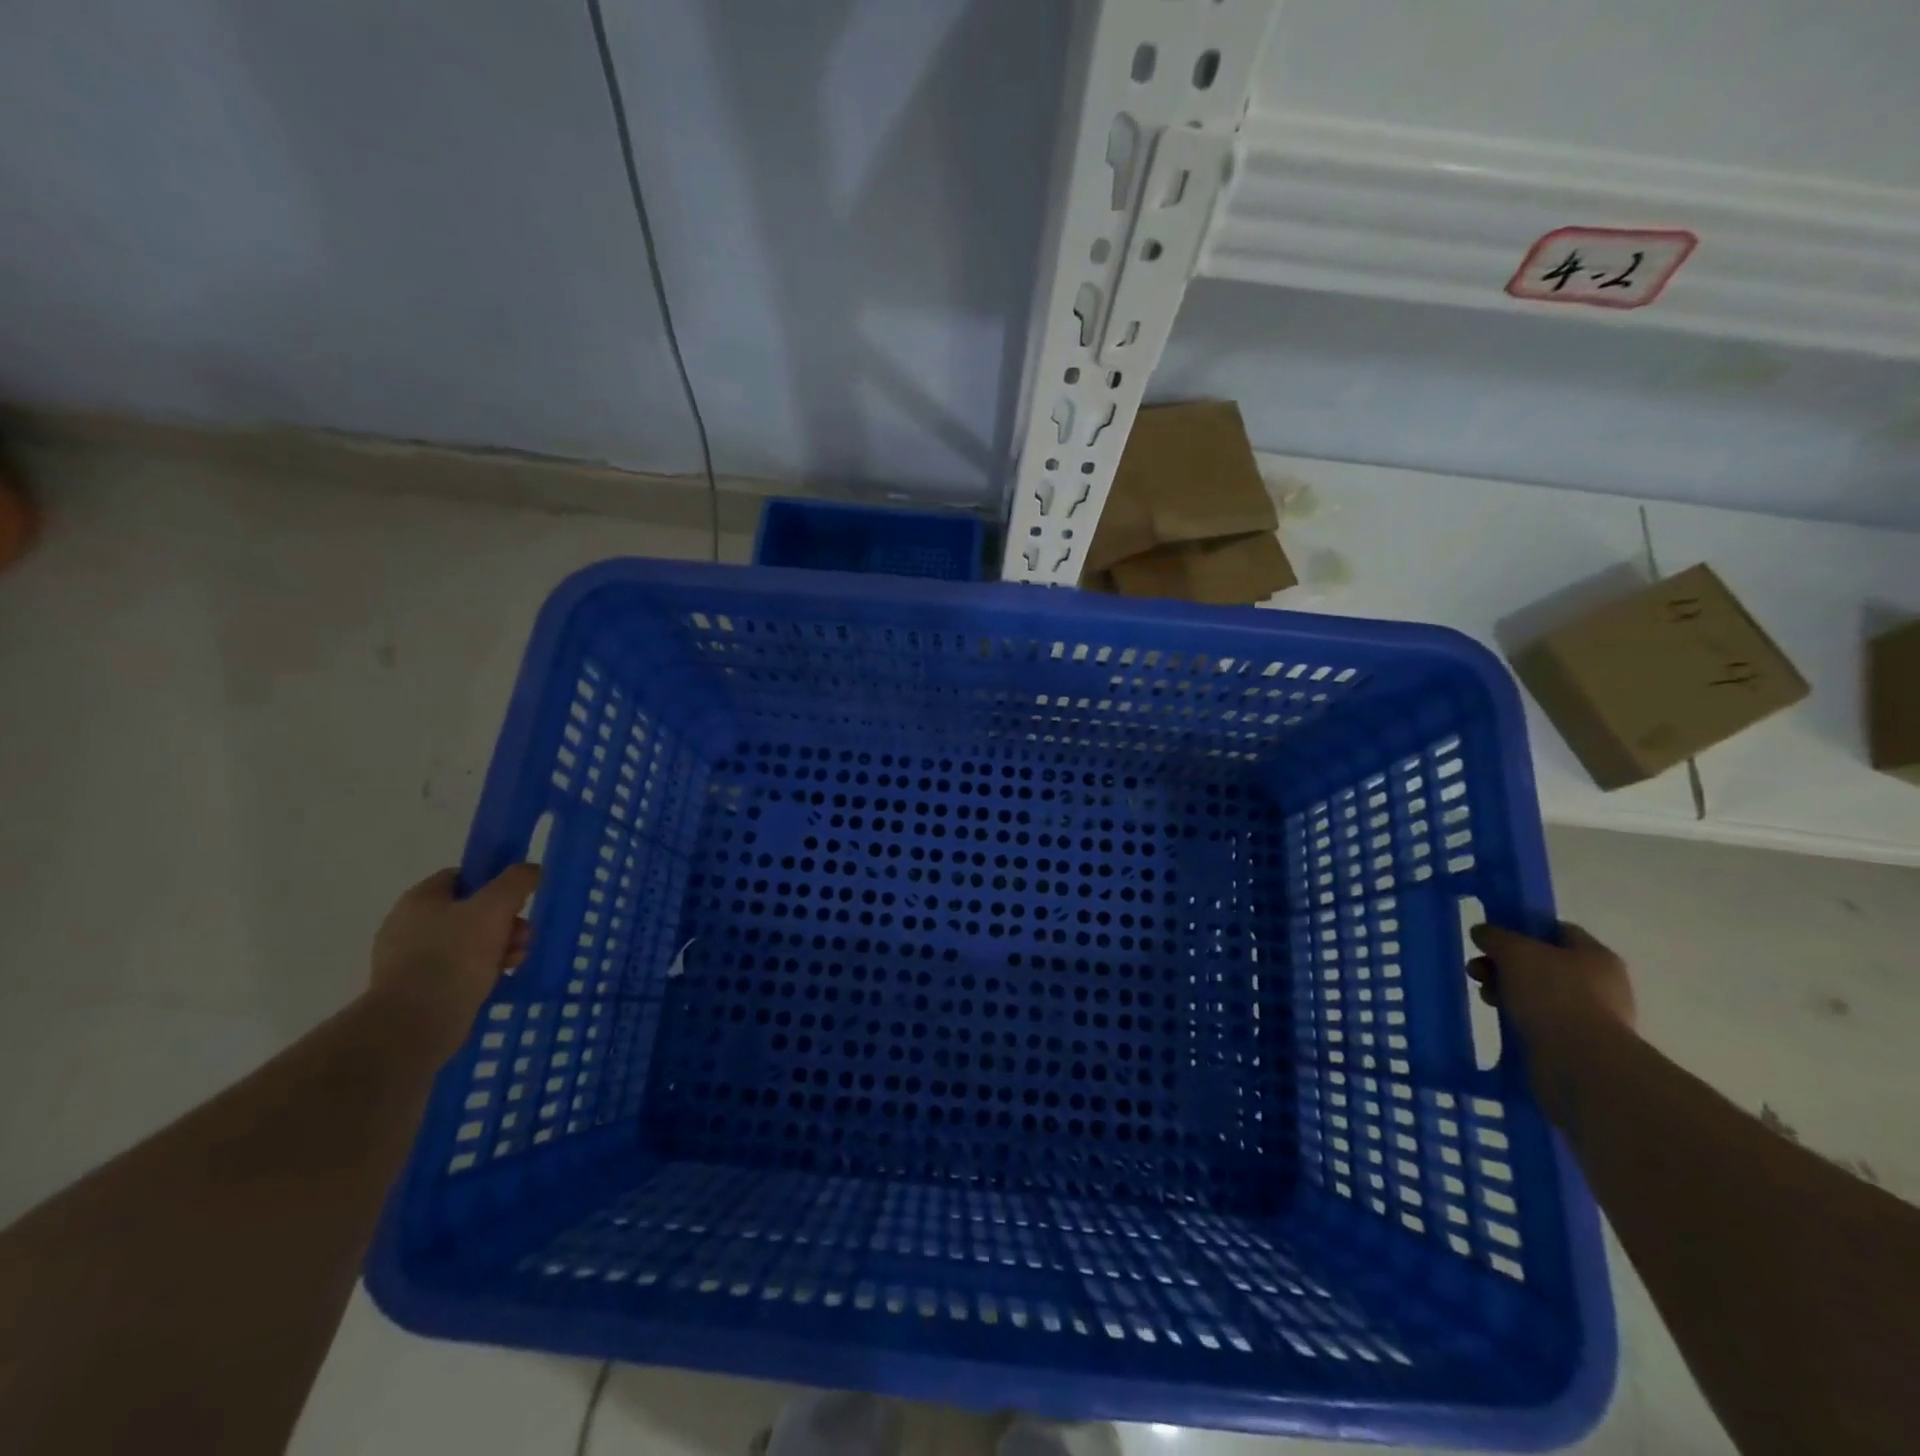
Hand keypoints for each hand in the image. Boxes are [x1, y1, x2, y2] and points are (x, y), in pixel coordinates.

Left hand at [370, 865, 540, 1057]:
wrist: (417, 1022)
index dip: (493, 883)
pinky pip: (457, 970)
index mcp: (420, 899)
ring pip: (467, 942)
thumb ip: (516, 881)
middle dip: (504, 921)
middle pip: (469, 911)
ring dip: (499, 946)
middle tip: (524, 935)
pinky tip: (500, 979)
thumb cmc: (455, 955)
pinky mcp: (416, 990)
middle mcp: (409, 925)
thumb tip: (531, 869)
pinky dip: (481, 971)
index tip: (517, 899)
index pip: (461, 877)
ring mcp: (409, 960)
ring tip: (516, 960)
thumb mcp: (495, 907)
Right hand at [1469, 922, 1635, 1114]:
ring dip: (1506, 990)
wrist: (1580, 1062)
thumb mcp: (1514, 951)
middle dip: (1504, 964)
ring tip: (1485, 997)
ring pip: (1537, 991)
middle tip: (1477, 971)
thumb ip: (1495, 936)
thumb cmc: (1552, 994)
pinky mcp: (1576, 1043)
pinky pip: (1539, 1019)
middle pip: (1542, 962)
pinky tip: (1500, 1018)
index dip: (1522, 928)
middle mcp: (1599, 983)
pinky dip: (1518, 1016)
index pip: (1557, 930)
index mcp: (1595, 955)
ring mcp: (1590, 1015)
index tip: (1492, 938)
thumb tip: (1483, 932)